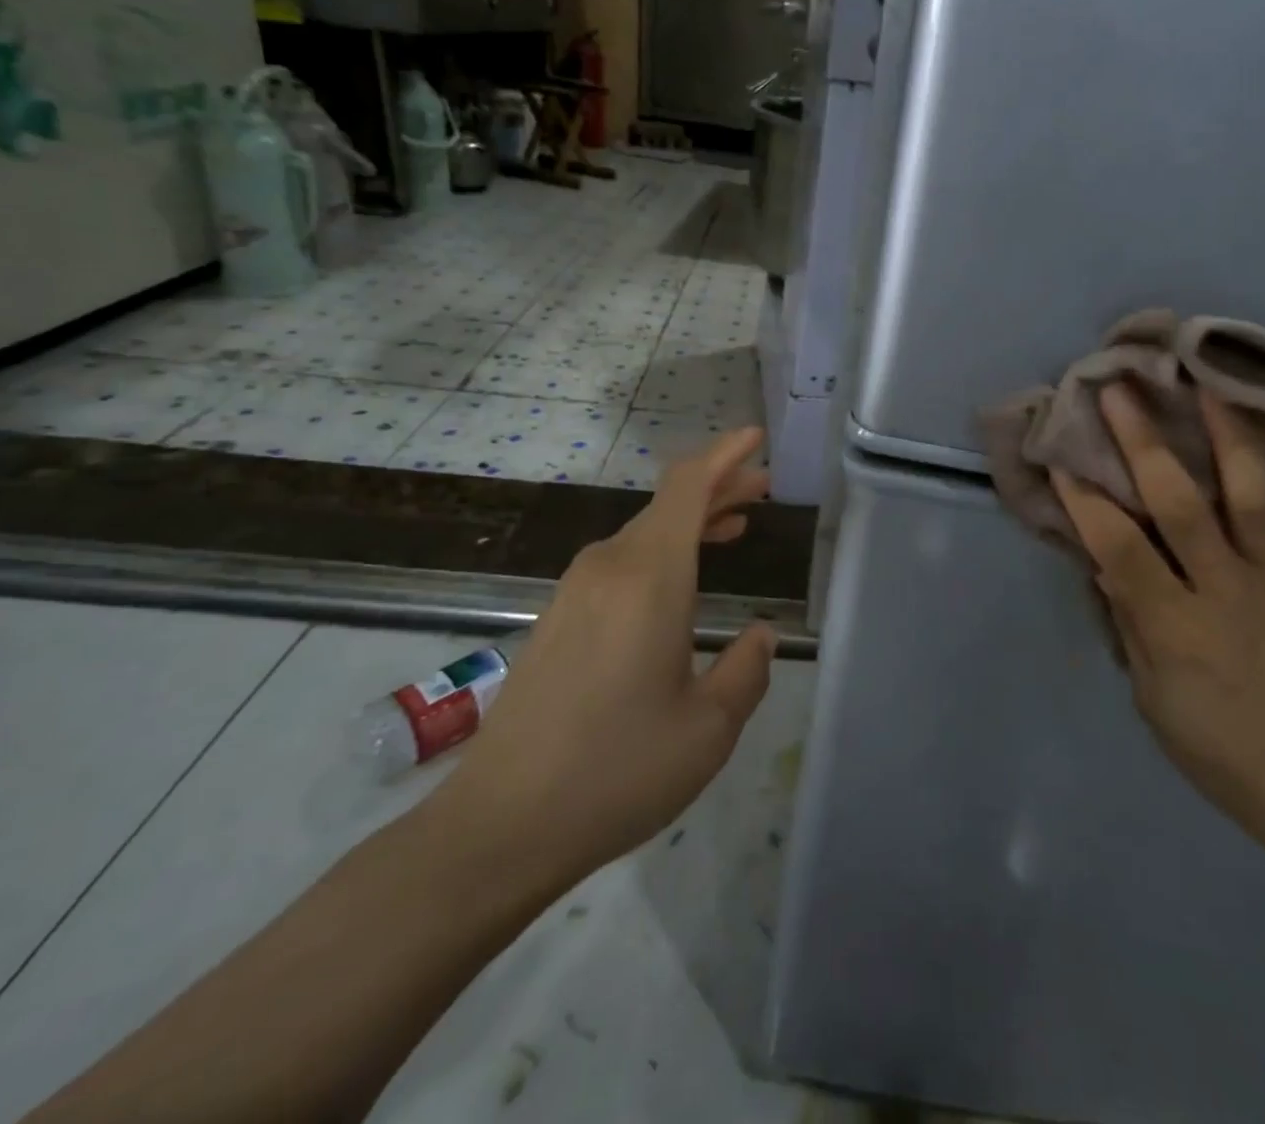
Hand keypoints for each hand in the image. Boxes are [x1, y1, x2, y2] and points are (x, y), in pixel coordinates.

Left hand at [426, 428, 776, 899]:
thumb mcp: (708, 729)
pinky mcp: (558, 617)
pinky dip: (662, 553)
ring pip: (645, 533)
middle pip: (669, 505)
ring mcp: (576, 590)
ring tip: (735, 526)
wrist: (501, 824)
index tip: (756, 438)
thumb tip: (760, 635)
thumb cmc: (617, 771)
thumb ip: (746, 670)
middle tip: (763, 487)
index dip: (724, 455)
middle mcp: (609, 567)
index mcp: (649, 577)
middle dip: (718, 487)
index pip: (687, 487)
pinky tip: (682, 581)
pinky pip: (622, 562)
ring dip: (691, 523)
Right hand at [1053, 386, 1264, 861]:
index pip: (1120, 548)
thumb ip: (1128, 622)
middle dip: (1144, 443)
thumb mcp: (1151, 697)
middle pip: (1181, 505)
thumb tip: (1100, 561)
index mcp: (1175, 627)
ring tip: (1210, 389)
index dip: (1085, 500)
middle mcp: (1225, 591)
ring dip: (1228, 439)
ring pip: (1252, 498)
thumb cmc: (1215, 748)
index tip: (1060, 456)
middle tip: (1120, 391)